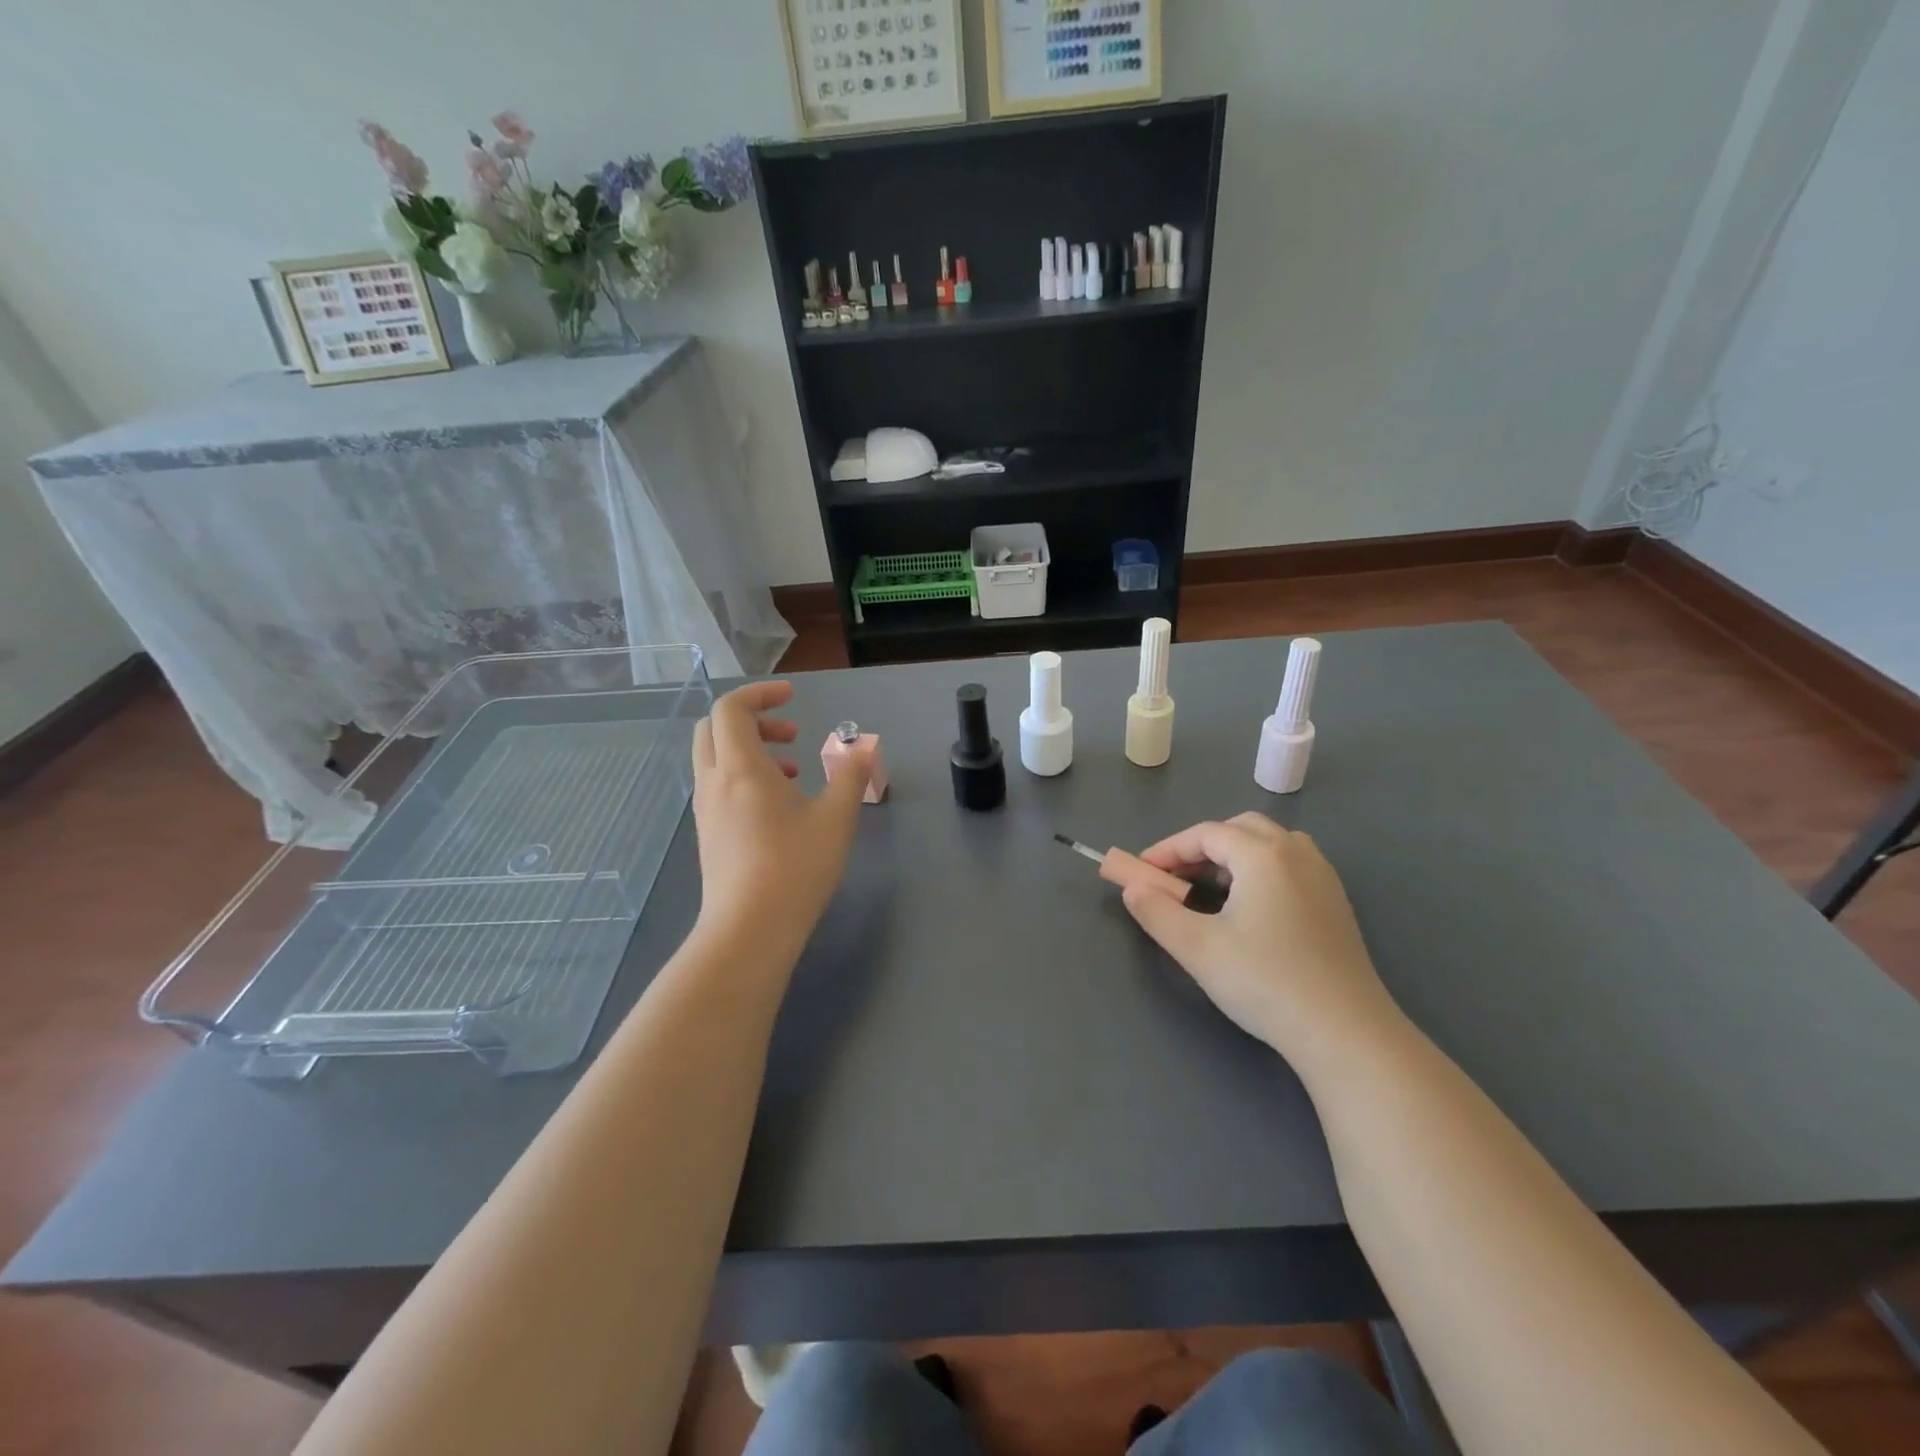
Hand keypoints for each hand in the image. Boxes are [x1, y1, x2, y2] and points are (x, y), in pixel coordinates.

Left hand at [690, 681, 869, 959]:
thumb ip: (850, 775)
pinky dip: (743, 777)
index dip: (760, 694)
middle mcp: (714, 782)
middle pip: (715, 728)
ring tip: (793, 772)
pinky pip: (718, 786)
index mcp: (741, 768)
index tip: (793, 698)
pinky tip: (777, 807)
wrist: (749, 930)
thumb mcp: (836, 818)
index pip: (732, 708)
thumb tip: (862, 747)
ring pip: (715, 758)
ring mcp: (706, 810)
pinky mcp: (708, 835)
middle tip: (792, 735)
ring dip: (750, 750)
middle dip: (753, 720)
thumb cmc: (795, 868)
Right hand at [1122, 813, 1399, 1062]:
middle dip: (1202, 846)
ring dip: (1234, 855)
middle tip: (1175, 878)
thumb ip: (1157, 912)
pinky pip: (1291, 865)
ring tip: (1211, 889)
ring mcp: (1323, 877)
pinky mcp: (1336, 903)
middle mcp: (1297, 853)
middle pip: (1240, 828)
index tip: (1140, 872)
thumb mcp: (1197, 948)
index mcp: (1263, 855)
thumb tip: (1132, 888)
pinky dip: (1260, 870)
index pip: (1205, 834)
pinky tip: (1250, 907)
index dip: (1167, 850)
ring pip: (1270, 843)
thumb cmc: (1265, 982)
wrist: (1345, 1032)